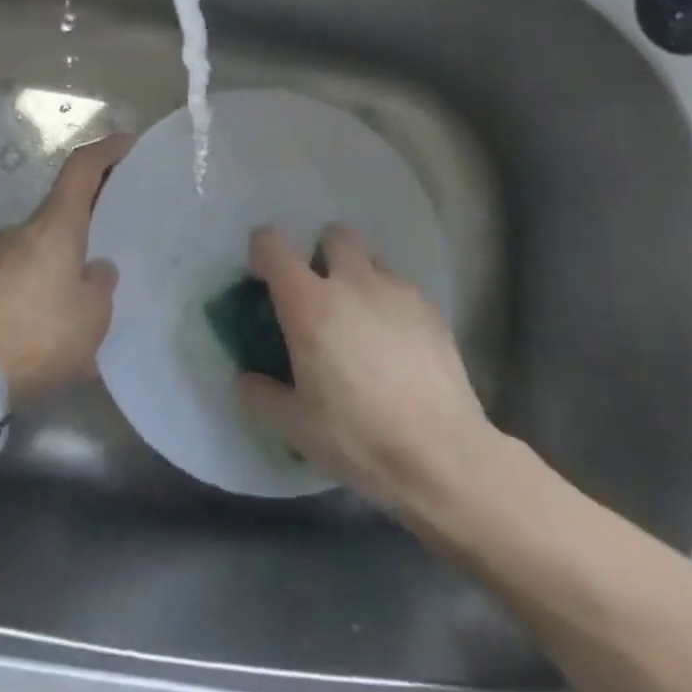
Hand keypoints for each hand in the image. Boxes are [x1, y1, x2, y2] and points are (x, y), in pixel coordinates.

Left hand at [0, 133, 134, 403]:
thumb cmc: (42, 332)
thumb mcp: (93, 314)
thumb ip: (101, 283)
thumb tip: (96, 268)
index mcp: (55, 224)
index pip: (81, 168)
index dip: (106, 150)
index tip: (128, 143)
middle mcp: (24, 228)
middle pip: (62, 204)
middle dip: (90, 211)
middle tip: (117, 227)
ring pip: (42, 239)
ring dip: (65, 251)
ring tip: (86, 284)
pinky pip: (25, 268)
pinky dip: (44, 277)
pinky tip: (56, 312)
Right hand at [236, 224, 505, 513]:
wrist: (444, 456)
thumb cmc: (358, 437)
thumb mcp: (295, 427)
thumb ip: (261, 397)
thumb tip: (247, 381)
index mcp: (308, 303)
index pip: (272, 244)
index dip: (262, 252)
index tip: (264, 279)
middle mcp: (351, 283)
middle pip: (334, 235)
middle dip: (323, 253)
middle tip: (320, 295)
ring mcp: (396, 292)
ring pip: (372, 261)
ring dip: (360, 279)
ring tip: (363, 325)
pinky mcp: (432, 311)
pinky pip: (402, 290)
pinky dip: (391, 306)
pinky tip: (397, 349)